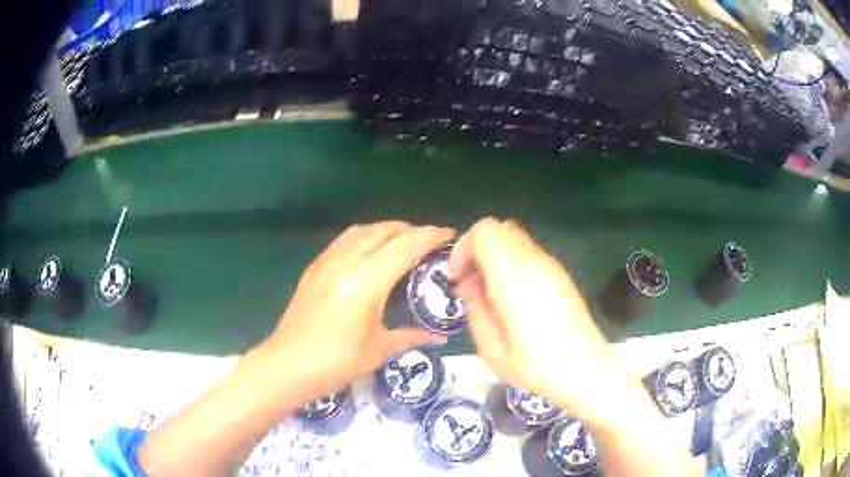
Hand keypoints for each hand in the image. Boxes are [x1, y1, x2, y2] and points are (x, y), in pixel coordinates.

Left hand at [257, 222, 453, 401]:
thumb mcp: (379, 350)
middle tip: (428, 241)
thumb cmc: (336, 362)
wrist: (288, 365)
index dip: (430, 236)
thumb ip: (412, 337)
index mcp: (367, 283)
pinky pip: (345, 240)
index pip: (405, 246)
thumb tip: (439, 337)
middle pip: (384, 231)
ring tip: (402, 242)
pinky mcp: (314, 268)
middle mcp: (347, 262)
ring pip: (362, 231)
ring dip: (386, 230)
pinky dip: (365, 237)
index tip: (448, 234)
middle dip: (410, 229)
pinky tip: (370, 253)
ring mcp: (327, 262)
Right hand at [449, 218, 625, 420]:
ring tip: (490, 294)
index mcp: (515, 276)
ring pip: (515, 240)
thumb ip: (476, 308)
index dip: (463, 248)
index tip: (457, 278)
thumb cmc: (535, 365)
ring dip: (495, 257)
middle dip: (477, 250)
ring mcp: (551, 267)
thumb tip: (469, 285)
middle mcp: (535, 262)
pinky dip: (512, 264)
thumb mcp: (491, 348)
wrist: (584, 370)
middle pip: (500, 229)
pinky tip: (512, 299)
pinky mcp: (561, 276)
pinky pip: (529, 255)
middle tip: (470, 283)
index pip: (485, 231)